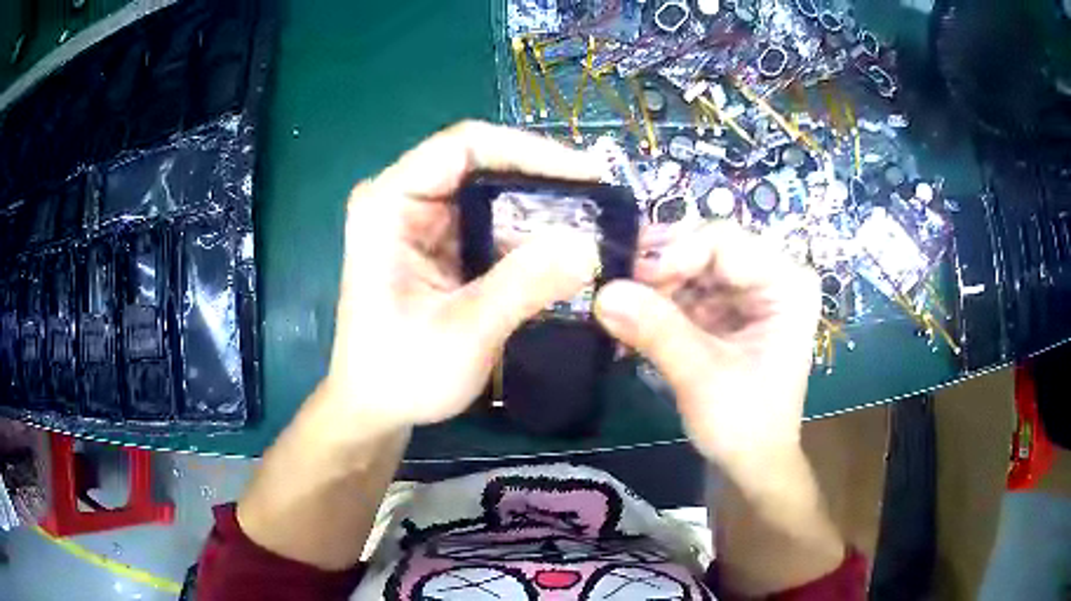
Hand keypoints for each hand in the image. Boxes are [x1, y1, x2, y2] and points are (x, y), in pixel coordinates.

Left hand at [321, 121, 601, 439]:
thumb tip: (589, 245)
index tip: (589, 173)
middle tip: (604, 201)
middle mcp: (404, 198)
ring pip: (494, 194)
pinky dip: (532, 236)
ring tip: (599, 224)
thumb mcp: (463, 332)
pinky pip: (494, 224)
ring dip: (545, 209)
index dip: (530, 150)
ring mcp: (423, 221)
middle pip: (484, 164)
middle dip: (546, 181)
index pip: (464, 146)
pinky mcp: (441, 245)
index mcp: (389, 203)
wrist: (374, 408)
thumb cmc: (400, 373)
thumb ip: (524, 285)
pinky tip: (568, 250)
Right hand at [594, 222, 819, 470]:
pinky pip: (687, 289)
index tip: (629, 279)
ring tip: (618, 308)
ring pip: (691, 265)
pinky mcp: (728, 310)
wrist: (752, 463)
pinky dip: (657, 302)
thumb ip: (657, 331)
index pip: (724, 242)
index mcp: (787, 284)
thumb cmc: (745, 425)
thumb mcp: (703, 377)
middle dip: (659, 267)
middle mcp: (771, 276)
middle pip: (706, 248)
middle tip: (616, 289)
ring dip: (652, 285)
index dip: (674, 253)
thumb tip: (602, 293)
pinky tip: (632, 319)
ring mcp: (749, 292)